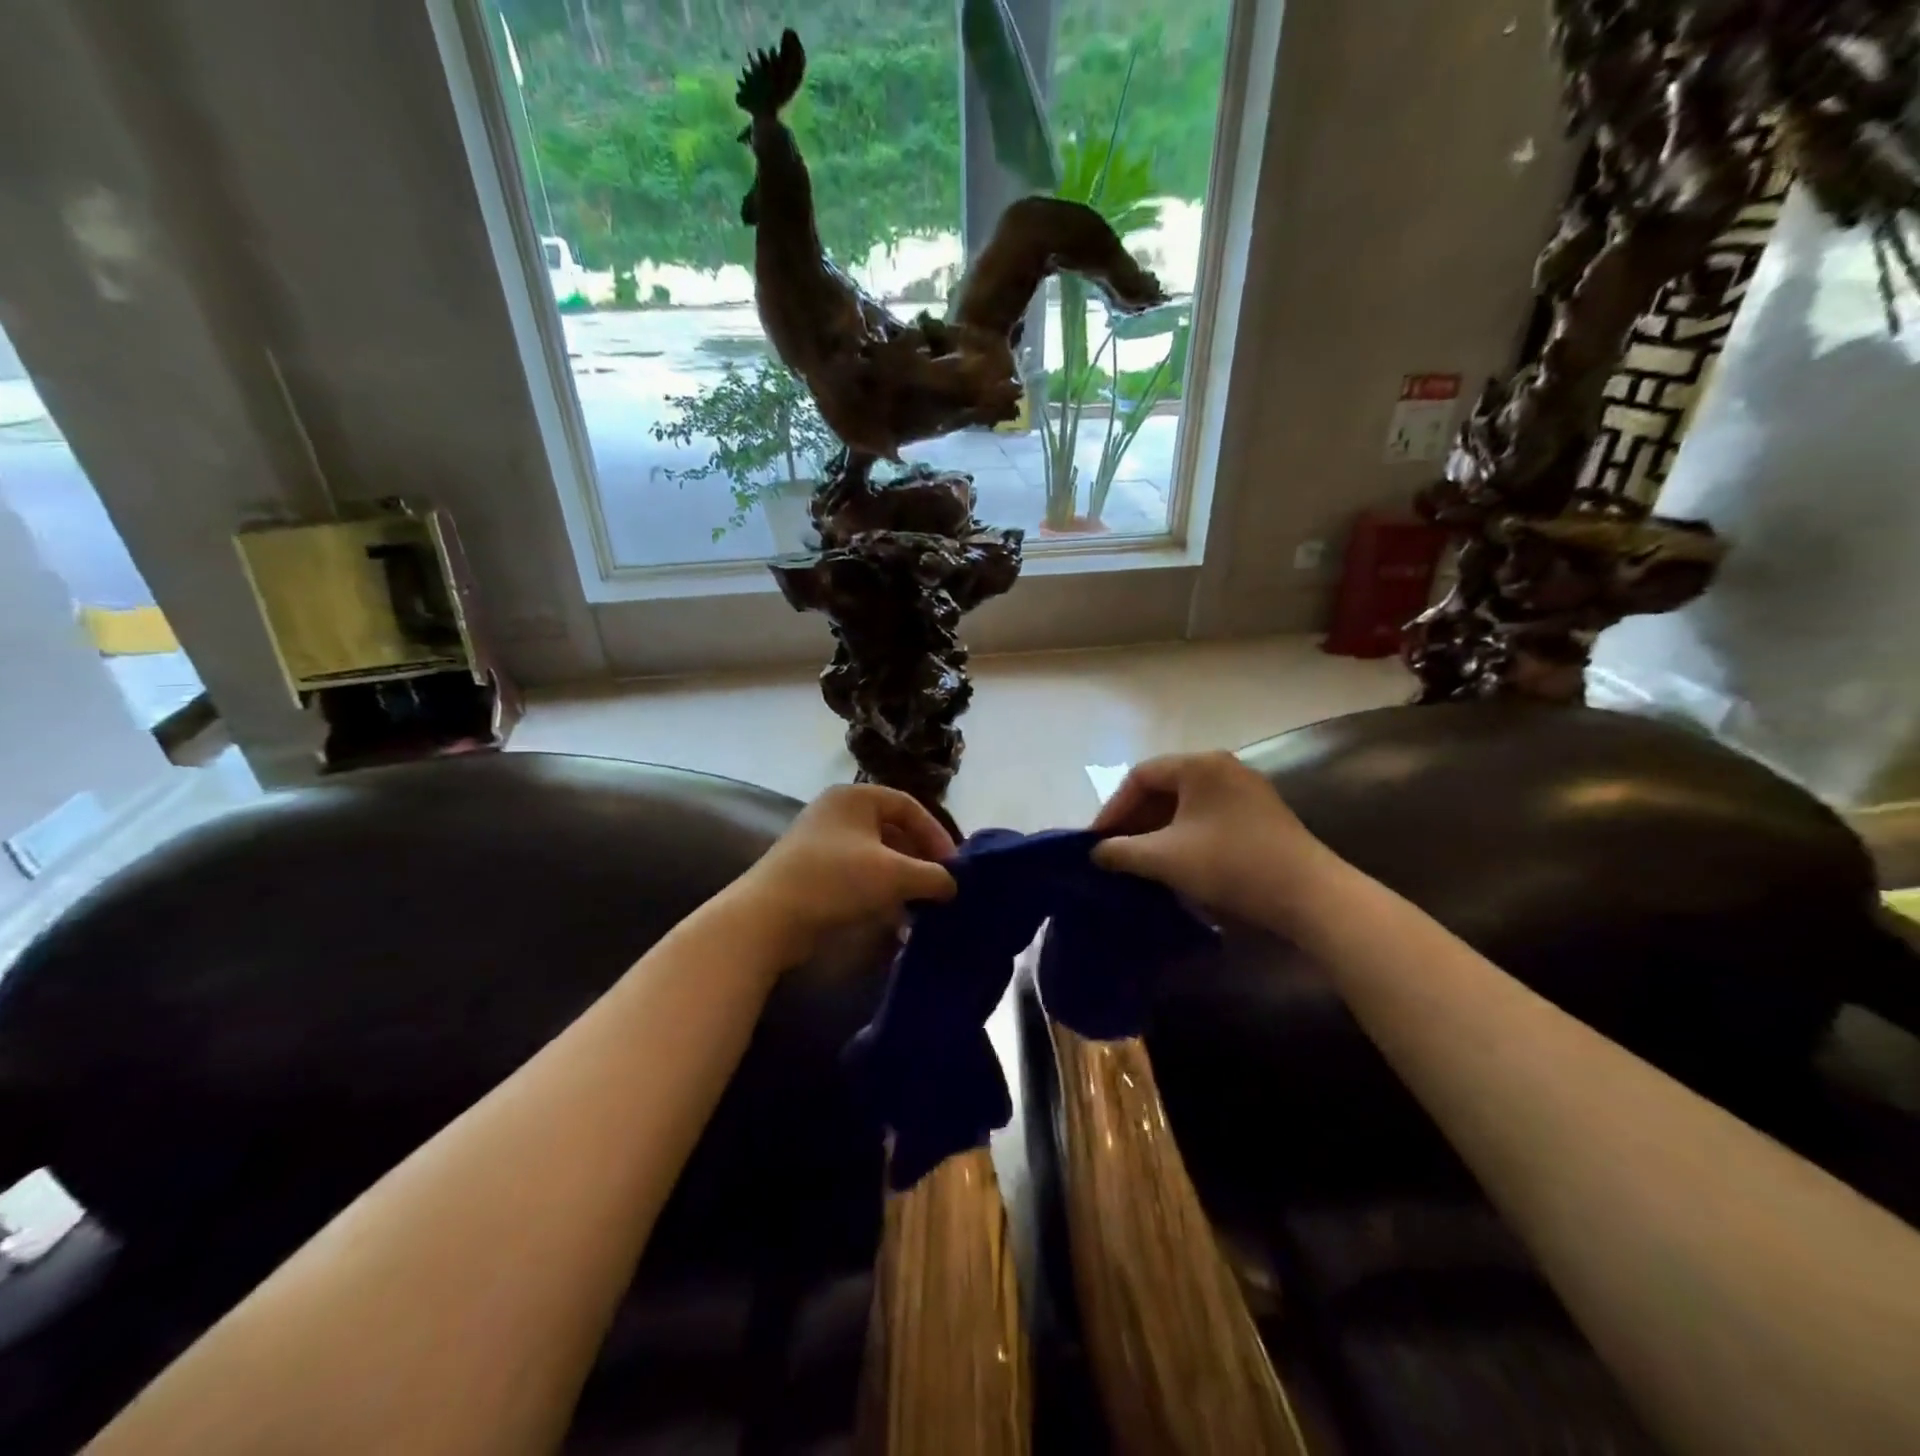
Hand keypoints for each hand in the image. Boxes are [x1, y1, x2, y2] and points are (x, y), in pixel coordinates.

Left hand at [734, 784, 957, 963]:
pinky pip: (858, 874)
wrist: (767, 918)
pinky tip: (895, 919)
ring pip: (876, 856)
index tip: (953, 867)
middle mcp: (838, 811)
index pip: (910, 806)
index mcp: (856, 796)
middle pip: (893, 831)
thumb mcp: (894, 875)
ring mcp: (822, 842)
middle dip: (920, 861)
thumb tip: (953, 885)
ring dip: (902, 880)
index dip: (937, 835)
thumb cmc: (836, 881)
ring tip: (921, 906)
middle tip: (940, 886)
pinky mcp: (813, 871)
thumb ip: (932, 876)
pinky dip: (880, 892)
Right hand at [1090, 752, 1336, 925]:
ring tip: (1140, 860)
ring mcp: (1245, 790)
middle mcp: (1222, 767)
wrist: (1310, 896)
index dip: (1112, 808)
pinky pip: (1207, 816)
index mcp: (1199, 765)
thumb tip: (1096, 852)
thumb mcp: (1165, 858)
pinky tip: (1176, 862)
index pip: (1140, 776)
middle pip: (1163, 787)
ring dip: (1157, 829)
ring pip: (1186, 804)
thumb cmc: (1230, 864)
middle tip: (1115, 851)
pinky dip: (1183, 834)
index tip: (1096, 841)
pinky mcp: (1260, 815)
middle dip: (1135, 820)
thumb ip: (1122, 852)